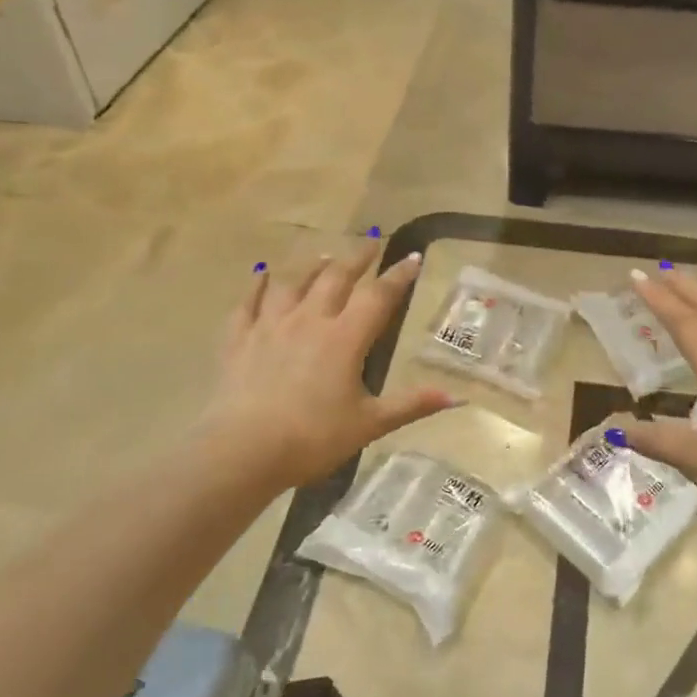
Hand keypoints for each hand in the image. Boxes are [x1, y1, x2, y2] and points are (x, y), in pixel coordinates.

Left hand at [196, 244, 454, 491]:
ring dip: (312, 267)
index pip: (378, 296)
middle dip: (357, 259)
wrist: (243, 451)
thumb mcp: (369, 424)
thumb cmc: (313, 438)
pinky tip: (261, 274)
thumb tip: (457, 397)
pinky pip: (249, 303)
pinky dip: (257, 286)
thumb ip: (411, 404)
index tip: (412, 257)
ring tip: (324, 257)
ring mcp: (271, 326)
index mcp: (345, 338)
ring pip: (294, 283)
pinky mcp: (240, 339)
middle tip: (371, 244)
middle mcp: (310, 320)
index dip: (398, 276)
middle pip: (336, 278)